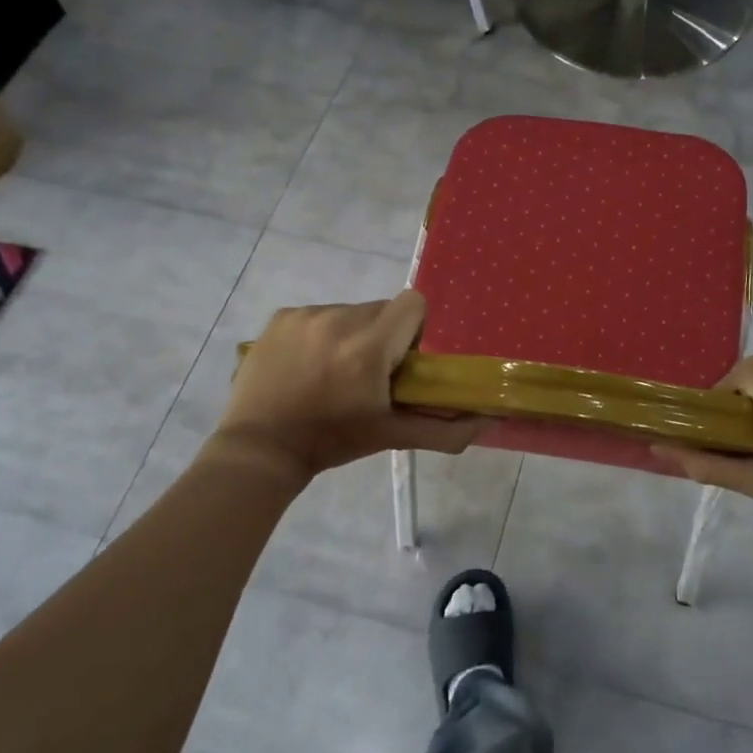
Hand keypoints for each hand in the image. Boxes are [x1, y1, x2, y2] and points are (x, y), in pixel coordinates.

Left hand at [212, 290, 479, 478]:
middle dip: (383, 336)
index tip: (403, 361)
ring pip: (350, 312)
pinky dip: (321, 334)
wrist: (261, 448)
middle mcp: (338, 320)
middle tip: (369, 374)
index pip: (413, 304)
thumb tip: (491, 420)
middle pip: (382, 309)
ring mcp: (306, 315)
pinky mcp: (281, 316)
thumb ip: (446, 429)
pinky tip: (307, 365)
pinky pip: (319, 314)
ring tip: (333, 372)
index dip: (415, 329)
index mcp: (368, 348)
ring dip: (352, 335)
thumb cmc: (333, 442)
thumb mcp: (392, 436)